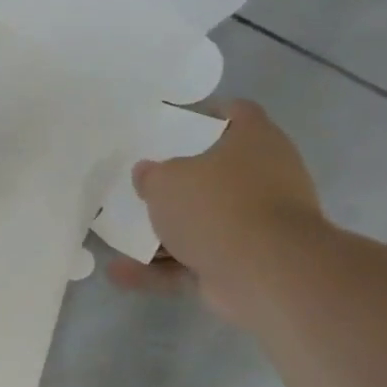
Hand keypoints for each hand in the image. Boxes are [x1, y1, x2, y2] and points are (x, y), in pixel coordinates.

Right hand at [111, 100, 324, 323]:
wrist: (266, 273)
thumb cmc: (217, 205)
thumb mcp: (166, 180)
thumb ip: (151, 175)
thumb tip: (148, 173)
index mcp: (255, 141)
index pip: (236, 113)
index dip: (208, 112)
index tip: (174, 121)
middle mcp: (265, 178)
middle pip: (218, 172)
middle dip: (181, 181)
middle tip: (144, 179)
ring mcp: (257, 226)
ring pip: (204, 222)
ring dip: (165, 231)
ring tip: (119, 233)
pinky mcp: (246, 265)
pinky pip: (195, 262)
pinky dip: (162, 268)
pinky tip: (120, 272)